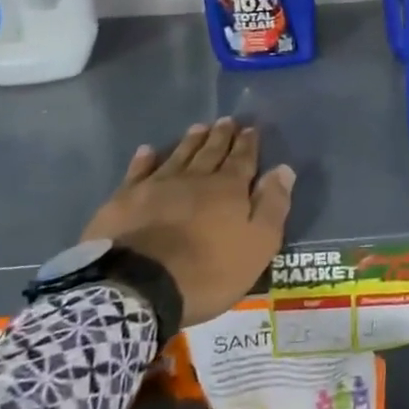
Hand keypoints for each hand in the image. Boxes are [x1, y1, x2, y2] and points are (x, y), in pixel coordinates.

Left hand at [83, 117, 295, 326]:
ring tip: (199, 127)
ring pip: (178, 156)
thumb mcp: (256, 246)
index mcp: (228, 189)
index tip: (251, 128)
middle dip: (221, 136)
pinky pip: (137, 172)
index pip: (242, 159)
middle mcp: (194, 178)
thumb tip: (283, 169)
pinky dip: (144, 160)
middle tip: (226, 120)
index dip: (248, 144)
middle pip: (211, 152)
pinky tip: (147, 150)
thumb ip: (272, 206)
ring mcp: (157, 186)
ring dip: (190, 142)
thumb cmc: (206, 272)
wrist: (137, 288)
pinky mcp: (124, 200)